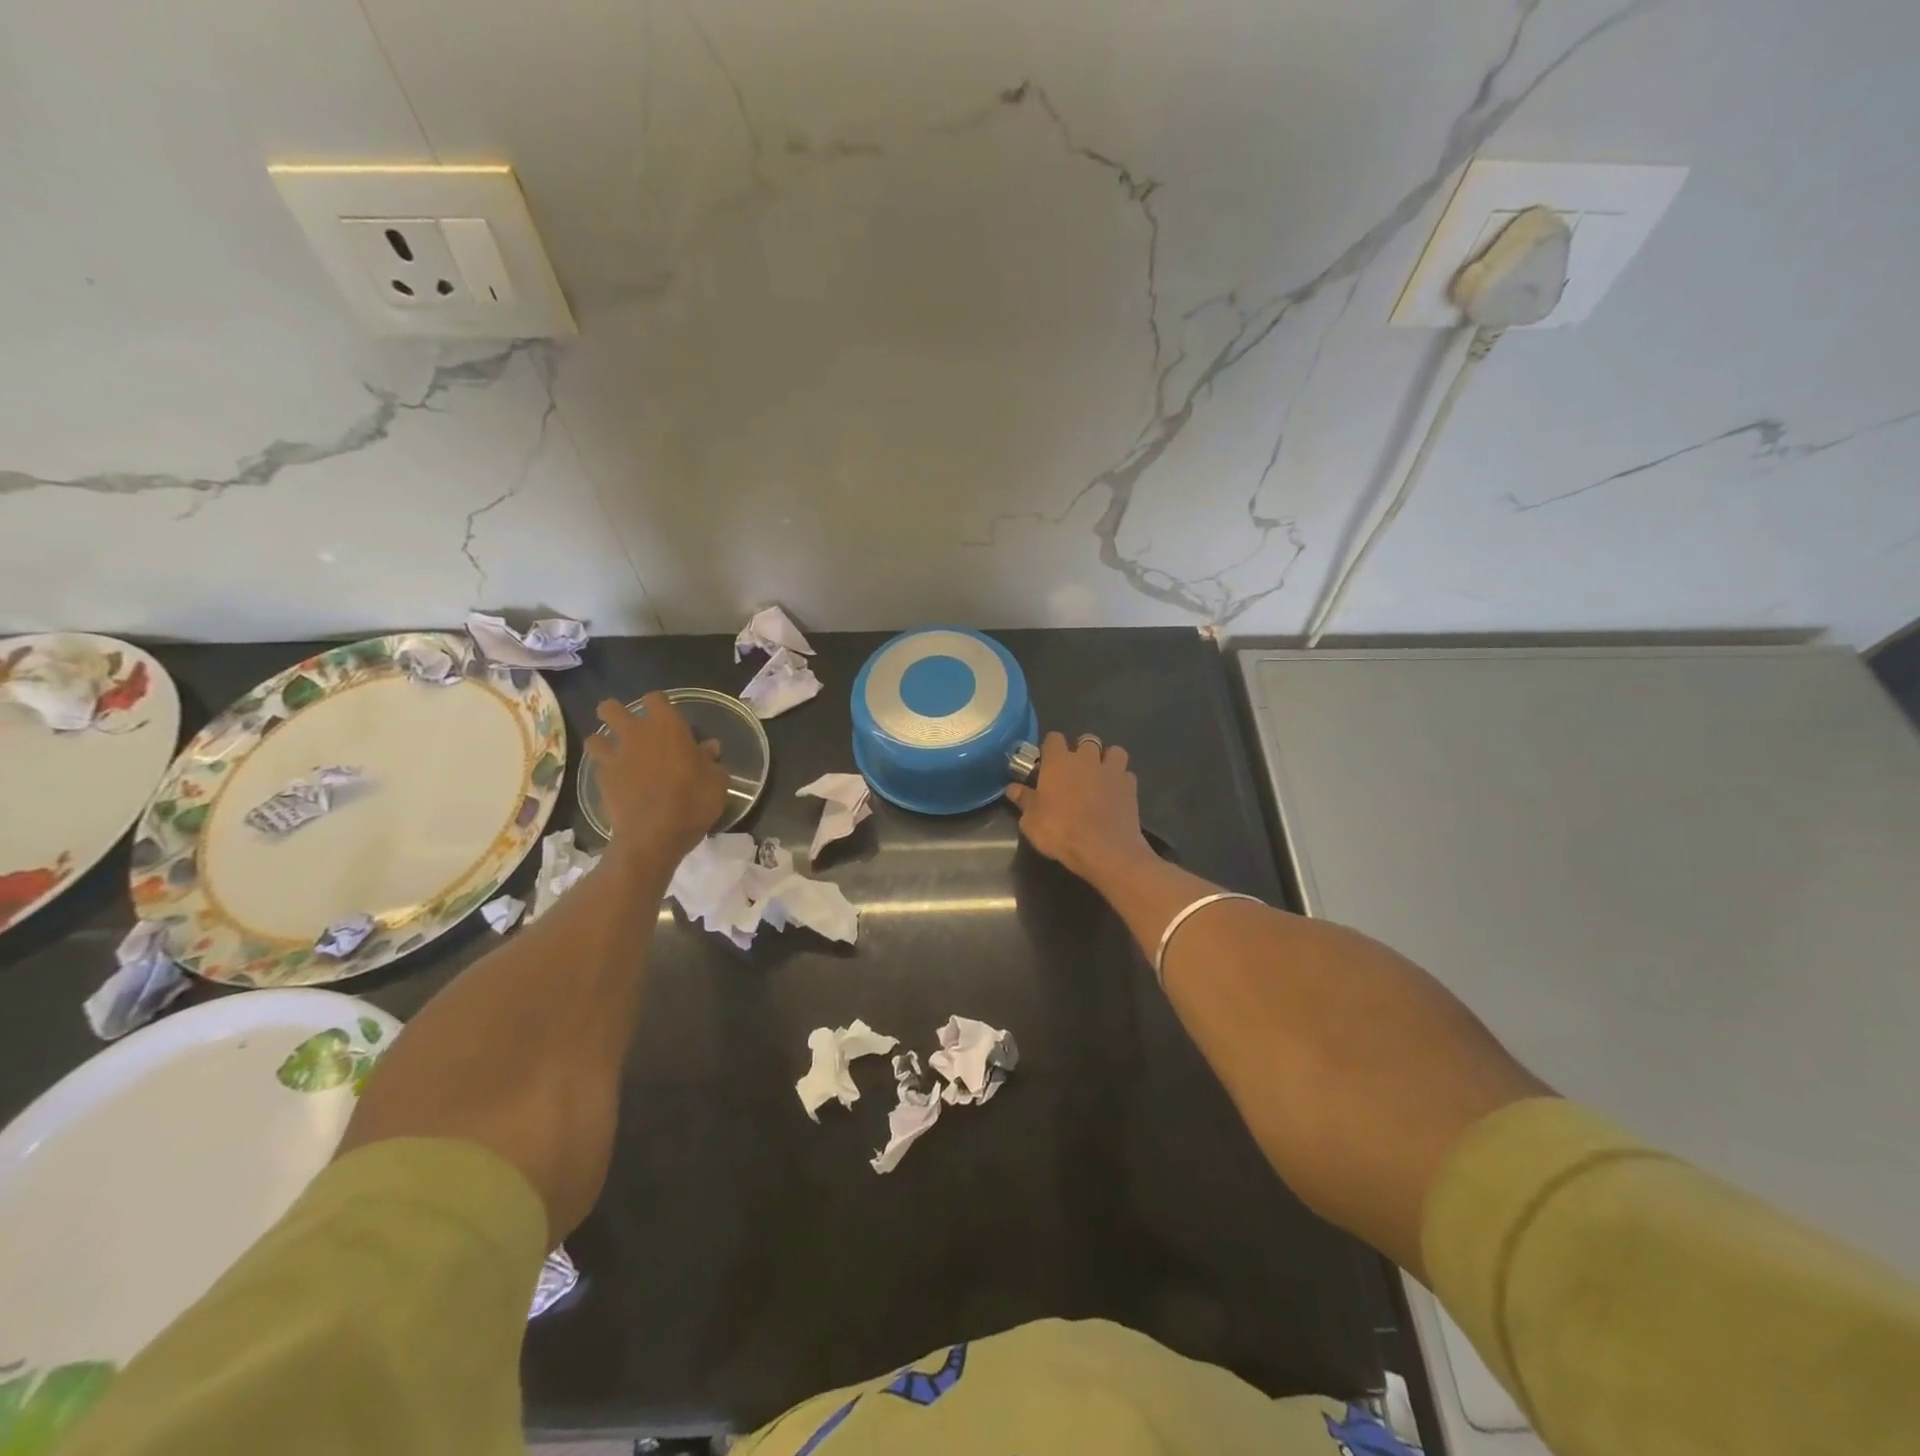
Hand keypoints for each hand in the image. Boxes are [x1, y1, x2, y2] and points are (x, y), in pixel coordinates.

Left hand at [584, 693, 727, 861]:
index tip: (666, 717)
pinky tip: (615, 780)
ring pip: (595, 737)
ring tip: (616, 754)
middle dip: (616, 714)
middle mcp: (636, 734)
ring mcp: (615, 757)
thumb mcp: (717, 781)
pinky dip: (604, 770)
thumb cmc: (693, 802)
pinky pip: (597, 766)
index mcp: (667, 727)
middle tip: (631, 729)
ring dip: (604, 742)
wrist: (655, 835)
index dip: (659, 705)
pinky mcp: (601, 780)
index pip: (655, 699)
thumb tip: (709, 748)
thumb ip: (710, 760)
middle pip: (611, 708)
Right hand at [1005, 731, 1154, 887]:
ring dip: (1107, 759)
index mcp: (1058, 762)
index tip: (1047, 762)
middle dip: (1081, 751)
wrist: (1105, 849)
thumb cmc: (1061, 832)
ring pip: (1114, 751)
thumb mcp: (1031, 821)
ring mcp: (1112, 770)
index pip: (1053, 738)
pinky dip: (1121, 780)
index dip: (1050, 748)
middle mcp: (1086, 759)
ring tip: (1101, 775)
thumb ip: (1024, 800)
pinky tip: (1116, 793)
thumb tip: (1012, 788)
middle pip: (1086, 740)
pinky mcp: (1131, 786)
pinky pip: (1126, 774)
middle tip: (1075, 771)